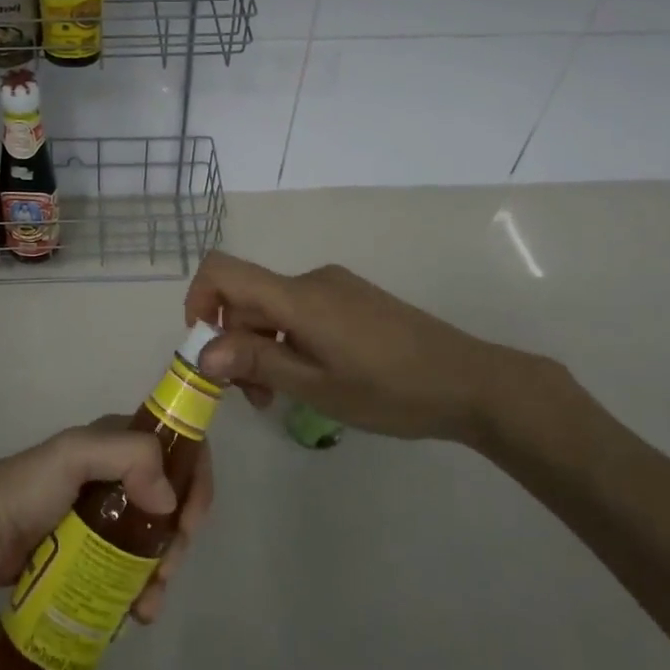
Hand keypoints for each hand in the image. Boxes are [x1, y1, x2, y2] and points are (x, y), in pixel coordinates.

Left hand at [0, 418, 212, 622]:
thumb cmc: (29, 487)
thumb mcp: (77, 454)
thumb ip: (128, 456)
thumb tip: (168, 502)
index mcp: (121, 442)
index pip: (178, 449)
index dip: (196, 480)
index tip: (190, 520)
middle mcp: (121, 475)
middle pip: (173, 501)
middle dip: (180, 537)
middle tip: (167, 568)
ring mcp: (108, 517)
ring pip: (157, 540)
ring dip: (164, 570)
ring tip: (148, 604)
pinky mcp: (94, 553)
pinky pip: (132, 569)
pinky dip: (143, 590)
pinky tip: (137, 612)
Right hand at [183, 252, 577, 447]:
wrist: (470, 381)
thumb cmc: (390, 390)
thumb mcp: (317, 386)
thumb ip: (257, 362)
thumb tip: (201, 351)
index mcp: (298, 297)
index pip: (223, 271)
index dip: (199, 300)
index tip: (204, 348)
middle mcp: (311, 281)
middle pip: (248, 297)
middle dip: (236, 342)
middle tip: (253, 398)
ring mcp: (335, 288)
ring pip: (275, 309)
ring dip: (264, 347)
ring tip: (282, 397)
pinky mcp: (352, 300)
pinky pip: (302, 312)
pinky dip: (290, 341)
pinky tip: (312, 378)